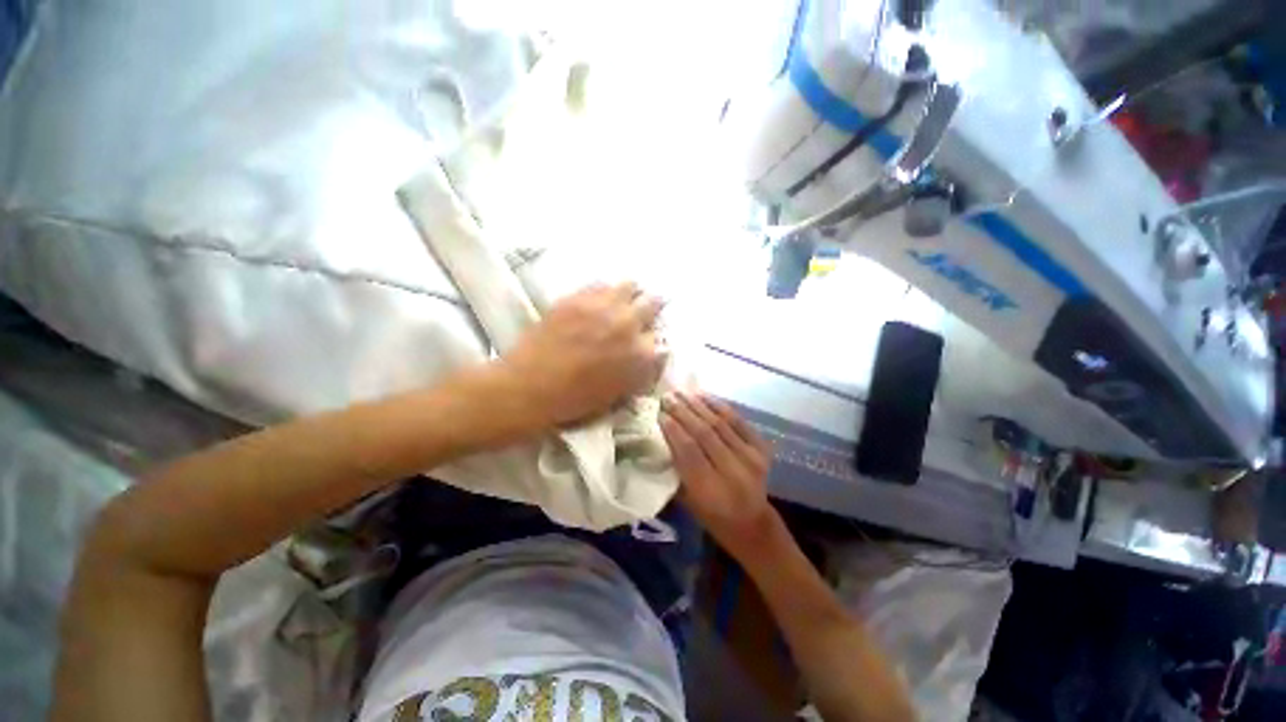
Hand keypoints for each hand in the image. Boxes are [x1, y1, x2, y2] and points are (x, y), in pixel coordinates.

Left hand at [502, 282, 665, 428]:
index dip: (655, 337)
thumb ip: (640, 371)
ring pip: (629, 286)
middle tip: (647, 308)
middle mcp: (628, 324)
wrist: (531, 387)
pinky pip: (601, 284)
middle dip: (653, 306)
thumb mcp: (619, 393)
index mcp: (641, 354)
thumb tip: (652, 354)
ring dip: (632, 292)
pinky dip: (606, 290)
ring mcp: (603, 307)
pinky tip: (601, 297)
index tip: (650, 337)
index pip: (661, 337)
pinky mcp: (578, 298)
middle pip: (653, 303)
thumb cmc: (577, 400)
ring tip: (627, 295)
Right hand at [661, 391, 774, 550]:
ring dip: (699, 405)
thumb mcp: (688, 500)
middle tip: (667, 396)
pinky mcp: (762, 449)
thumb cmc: (712, 516)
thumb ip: (677, 468)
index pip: (689, 451)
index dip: (673, 429)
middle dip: (683, 412)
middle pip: (704, 433)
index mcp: (711, 491)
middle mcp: (733, 472)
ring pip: (720, 424)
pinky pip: (739, 421)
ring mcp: (751, 458)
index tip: (660, 413)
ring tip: (682, 392)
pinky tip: (705, 396)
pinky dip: (721, 407)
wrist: (752, 523)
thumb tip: (664, 435)